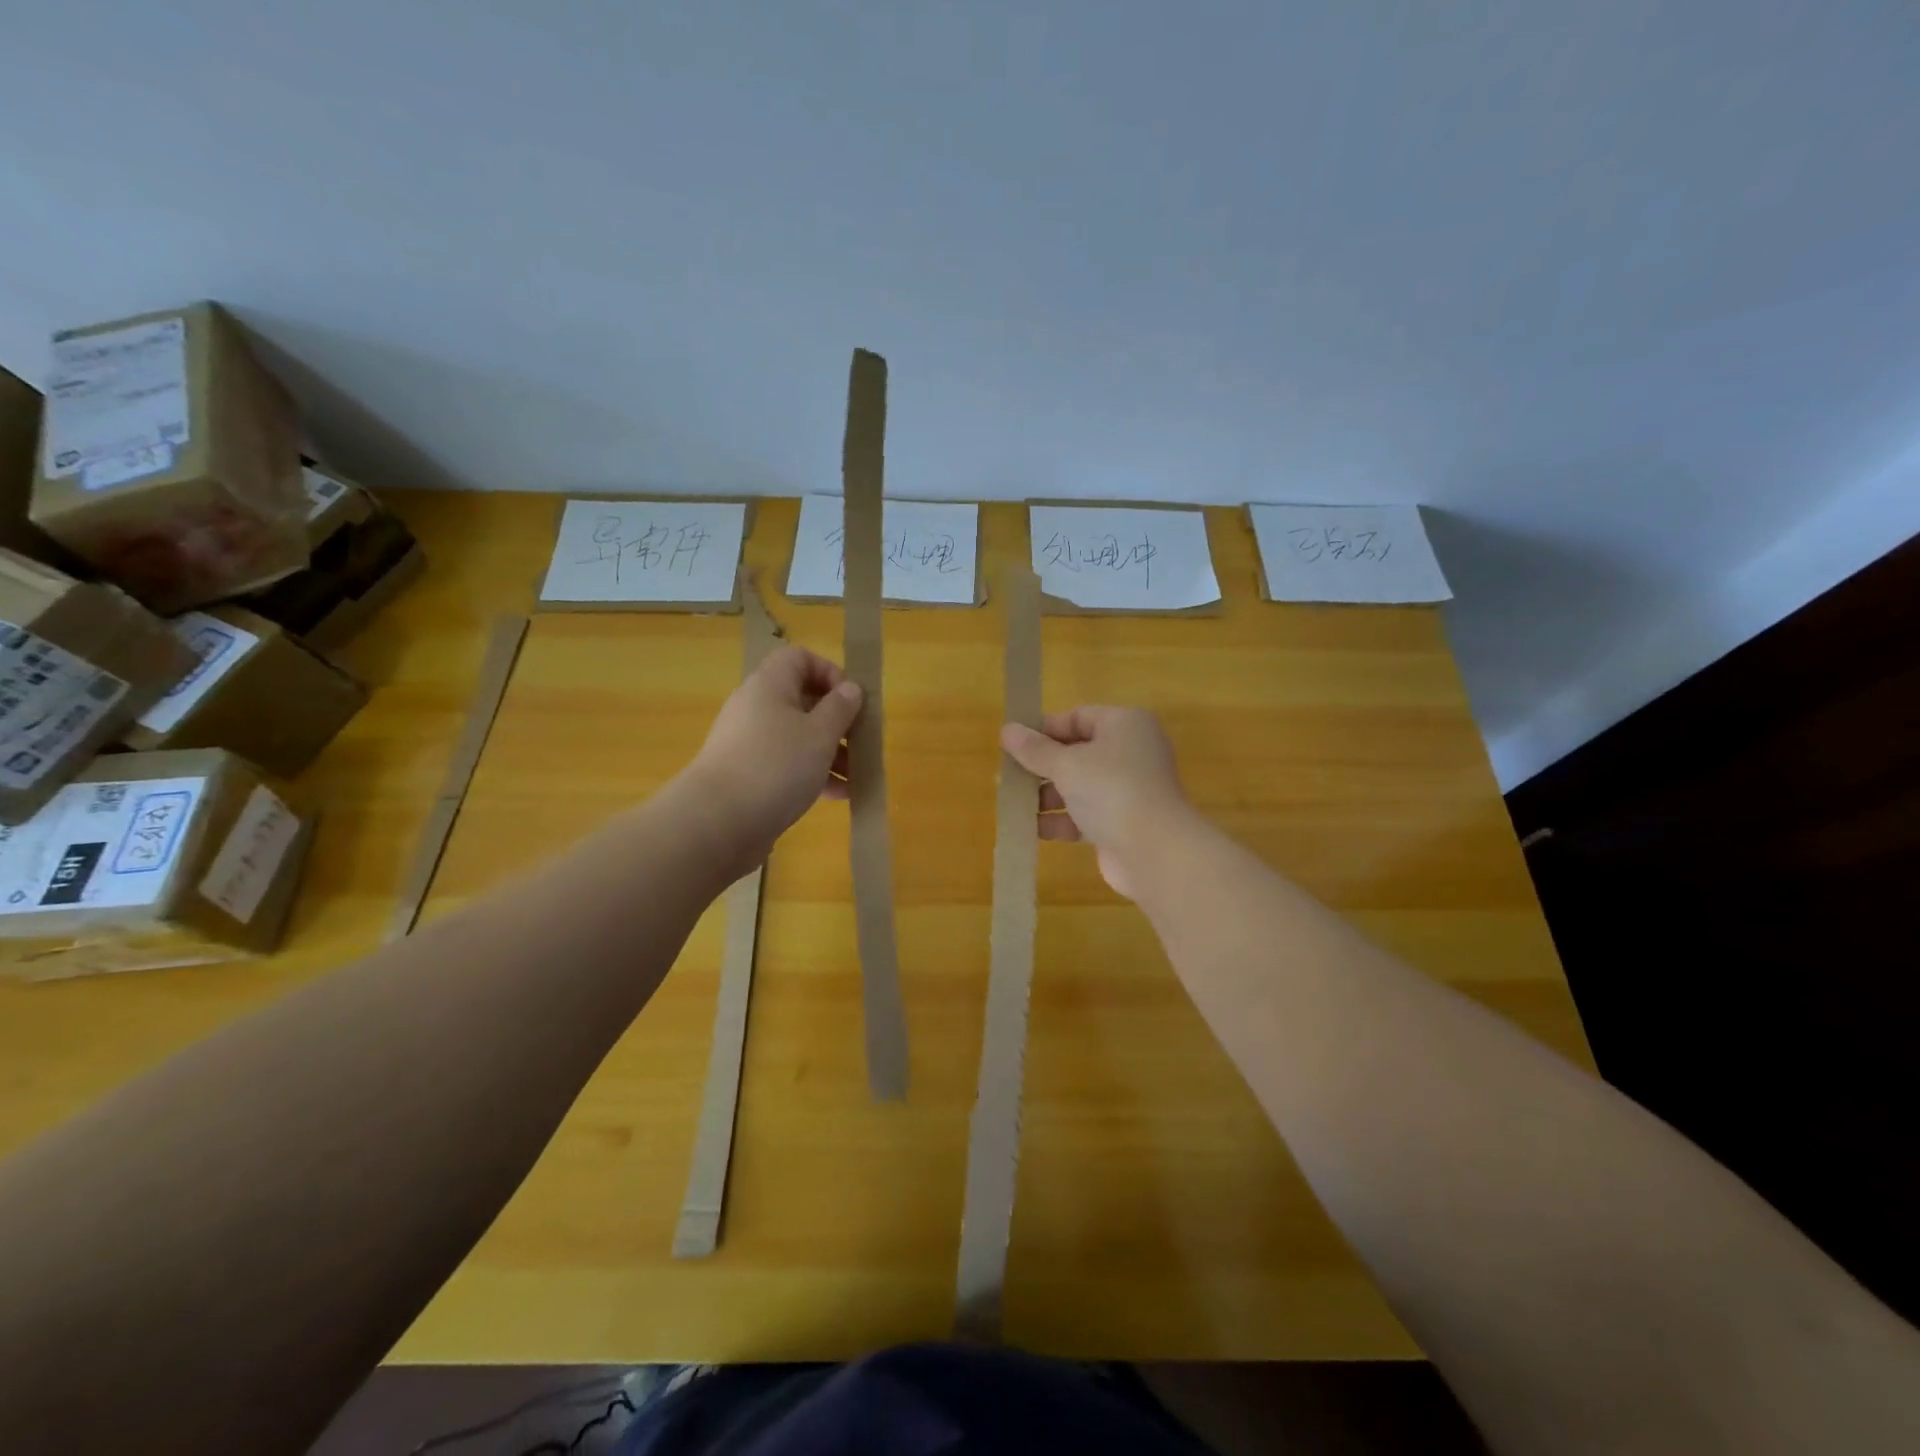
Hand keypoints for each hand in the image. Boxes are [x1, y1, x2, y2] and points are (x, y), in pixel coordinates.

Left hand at [683, 645, 863, 871]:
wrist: (717, 822)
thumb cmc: (776, 766)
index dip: (830, 672)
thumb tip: (850, 689)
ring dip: (829, 752)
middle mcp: (755, 707)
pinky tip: (837, 796)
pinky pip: (785, 764)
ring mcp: (748, 742)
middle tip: (860, 743)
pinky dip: (811, 774)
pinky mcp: (746, 774)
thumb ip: (840, 708)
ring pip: (797, 736)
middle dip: (836, 721)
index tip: (850, 701)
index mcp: (770, 685)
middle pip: (802, 700)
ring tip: (855, 777)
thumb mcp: (820, 734)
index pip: (800, 658)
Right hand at [1000, 706, 1192, 900]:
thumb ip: (1034, 749)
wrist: (1154, 850)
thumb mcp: (1066, 764)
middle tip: (1009, 776)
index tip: (1013, 744)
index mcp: (1125, 724)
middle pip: (1078, 752)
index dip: (1044, 729)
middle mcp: (1131, 751)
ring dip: (1049, 795)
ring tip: (1016, 805)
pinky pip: (1087, 813)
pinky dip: (1063, 820)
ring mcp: (1130, 788)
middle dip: (1043, 766)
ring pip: (1081, 785)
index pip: (1078, 717)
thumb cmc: (1110, 790)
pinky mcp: (1124, 821)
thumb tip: (1007, 730)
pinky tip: (1034, 829)